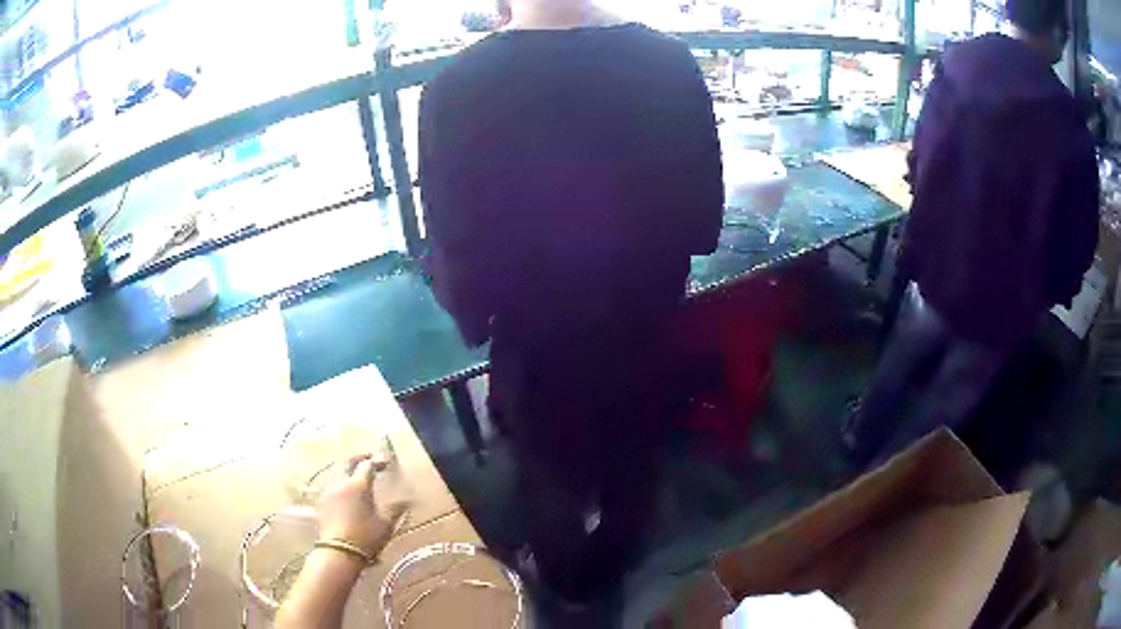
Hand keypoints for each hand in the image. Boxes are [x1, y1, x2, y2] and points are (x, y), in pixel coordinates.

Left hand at [317, 455, 405, 558]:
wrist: (339, 552)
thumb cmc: (365, 537)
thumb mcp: (386, 524)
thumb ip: (396, 509)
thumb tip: (407, 501)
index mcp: (358, 484)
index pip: (368, 465)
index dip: (378, 461)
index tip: (386, 461)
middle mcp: (341, 482)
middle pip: (348, 462)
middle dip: (360, 458)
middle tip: (370, 458)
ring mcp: (328, 491)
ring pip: (338, 473)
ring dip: (348, 471)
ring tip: (358, 477)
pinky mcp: (322, 502)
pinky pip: (332, 486)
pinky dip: (341, 485)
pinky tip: (345, 493)